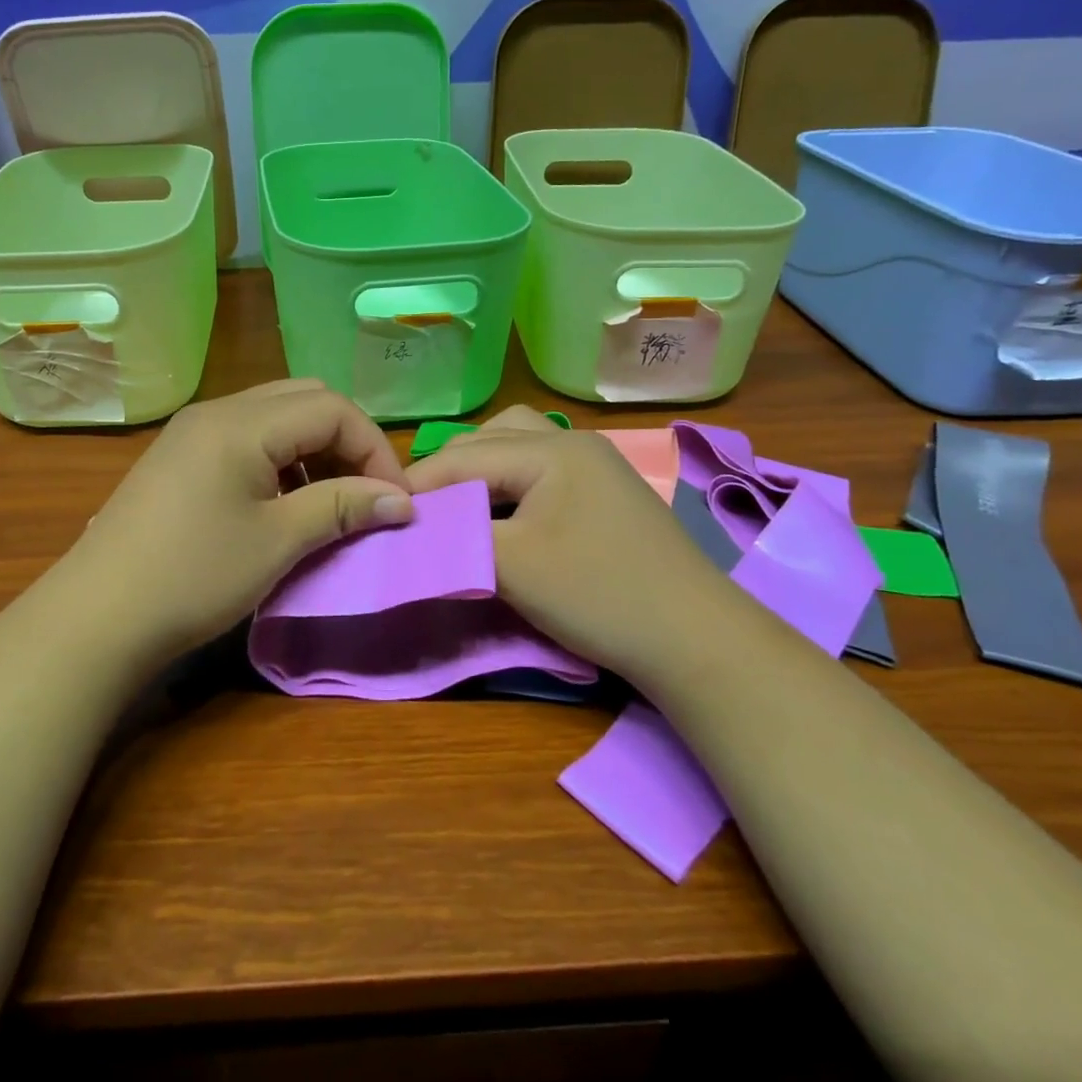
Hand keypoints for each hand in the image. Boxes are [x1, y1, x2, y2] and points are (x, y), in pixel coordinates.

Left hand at [56, 380, 413, 664]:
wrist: (96, 617)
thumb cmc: (194, 576)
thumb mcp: (277, 542)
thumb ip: (341, 507)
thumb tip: (402, 500)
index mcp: (241, 423)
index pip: (331, 409)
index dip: (373, 450)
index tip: (394, 501)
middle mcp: (218, 411)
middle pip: (304, 400)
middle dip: (346, 441)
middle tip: (364, 493)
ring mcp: (193, 431)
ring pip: (275, 416)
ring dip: (313, 449)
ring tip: (329, 500)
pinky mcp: (180, 455)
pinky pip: (247, 437)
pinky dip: (280, 458)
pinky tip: (283, 503)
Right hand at [403, 406, 732, 681]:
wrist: (697, 642)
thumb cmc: (598, 594)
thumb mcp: (512, 567)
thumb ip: (456, 537)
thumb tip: (411, 528)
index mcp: (551, 448)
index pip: (465, 456)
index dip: (420, 483)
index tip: (385, 511)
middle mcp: (573, 441)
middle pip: (489, 440)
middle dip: (448, 472)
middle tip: (420, 511)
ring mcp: (596, 465)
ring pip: (517, 448)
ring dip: (481, 471)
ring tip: (458, 506)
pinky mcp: (606, 493)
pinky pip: (541, 471)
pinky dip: (511, 485)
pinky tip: (503, 514)